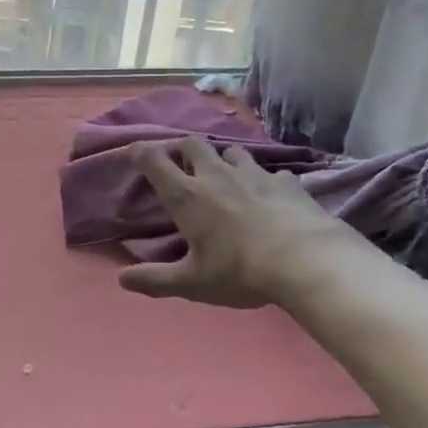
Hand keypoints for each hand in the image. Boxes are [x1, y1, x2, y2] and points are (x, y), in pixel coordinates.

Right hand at [120, 137, 368, 309]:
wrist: (306, 261)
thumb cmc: (240, 271)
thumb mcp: (193, 283)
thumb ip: (155, 280)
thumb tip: (121, 279)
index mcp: (187, 196)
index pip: (154, 161)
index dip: (141, 152)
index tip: (135, 151)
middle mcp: (216, 175)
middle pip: (192, 144)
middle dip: (182, 149)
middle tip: (182, 163)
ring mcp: (253, 173)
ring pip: (231, 152)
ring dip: (223, 160)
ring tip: (225, 175)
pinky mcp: (285, 181)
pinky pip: (270, 172)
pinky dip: (264, 180)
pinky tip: (270, 194)